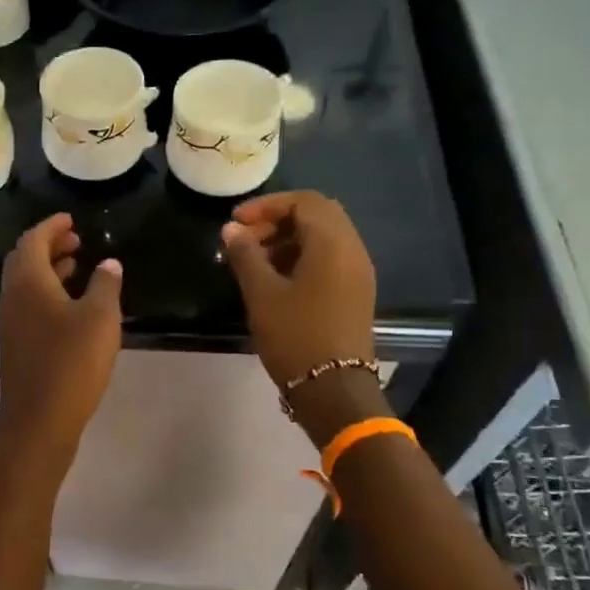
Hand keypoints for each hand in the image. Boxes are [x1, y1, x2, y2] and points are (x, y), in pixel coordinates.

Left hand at [0, 214, 122, 449]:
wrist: (39, 420)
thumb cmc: (71, 362)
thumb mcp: (100, 318)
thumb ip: (105, 285)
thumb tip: (108, 264)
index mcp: (27, 282)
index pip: (33, 240)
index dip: (52, 226)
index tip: (71, 219)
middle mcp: (12, 297)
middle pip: (24, 259)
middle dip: (49, 245)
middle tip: (76, 240)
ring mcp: (10, 323)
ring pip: (26, 284)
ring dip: (49, 269)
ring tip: (77, 266)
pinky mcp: (16, 345)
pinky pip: (28, 304)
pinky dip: (47, 292)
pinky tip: (70, 306)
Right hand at [221, 192, 382, 441]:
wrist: (333, 389)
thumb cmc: (295, 335)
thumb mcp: (261, 293)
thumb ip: (245, 255)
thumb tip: (231, 230)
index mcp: (332, 243)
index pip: (304, 201)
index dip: (267, 205)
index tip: (236, 222)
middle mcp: (352, 249)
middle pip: (317, 214)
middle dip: (278, 219)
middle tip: (246, 238)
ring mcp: (358, 271)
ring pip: (324, 236)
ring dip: (289, 238)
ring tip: (254, 260)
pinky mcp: (356, 291)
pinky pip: (330, 257)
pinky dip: (303, 255)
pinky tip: (277, 278)